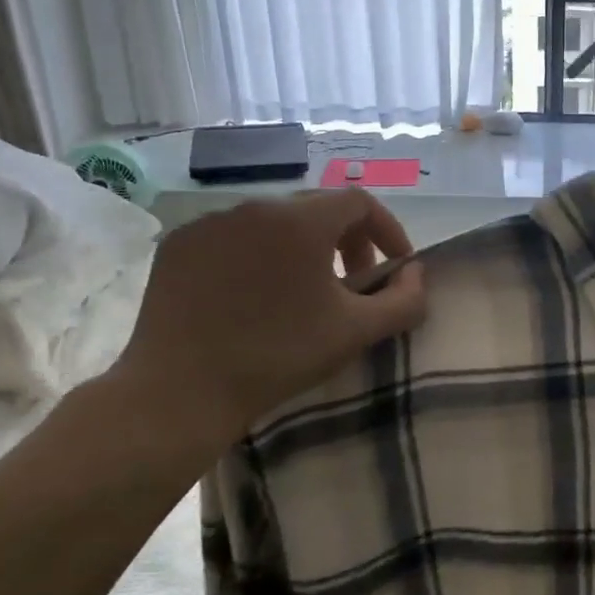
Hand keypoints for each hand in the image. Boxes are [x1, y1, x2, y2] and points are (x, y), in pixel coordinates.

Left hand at [105, 190, 426, 456]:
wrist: (179, 392)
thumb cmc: (279, 356)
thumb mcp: (356, 331)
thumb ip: (404, 299)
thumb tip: (416, 274)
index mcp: (300, 220)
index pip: (360, 202)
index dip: (388, 230)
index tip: (396, 267)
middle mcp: (254, 206)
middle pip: (317, 208)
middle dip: (348, 240)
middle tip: (355, 284)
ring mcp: (210, 223)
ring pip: (274, 222)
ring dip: (303, 247)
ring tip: (306, 291)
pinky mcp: (178, 245)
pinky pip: (234, 236)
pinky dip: (259, 255)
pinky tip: (256, 295)